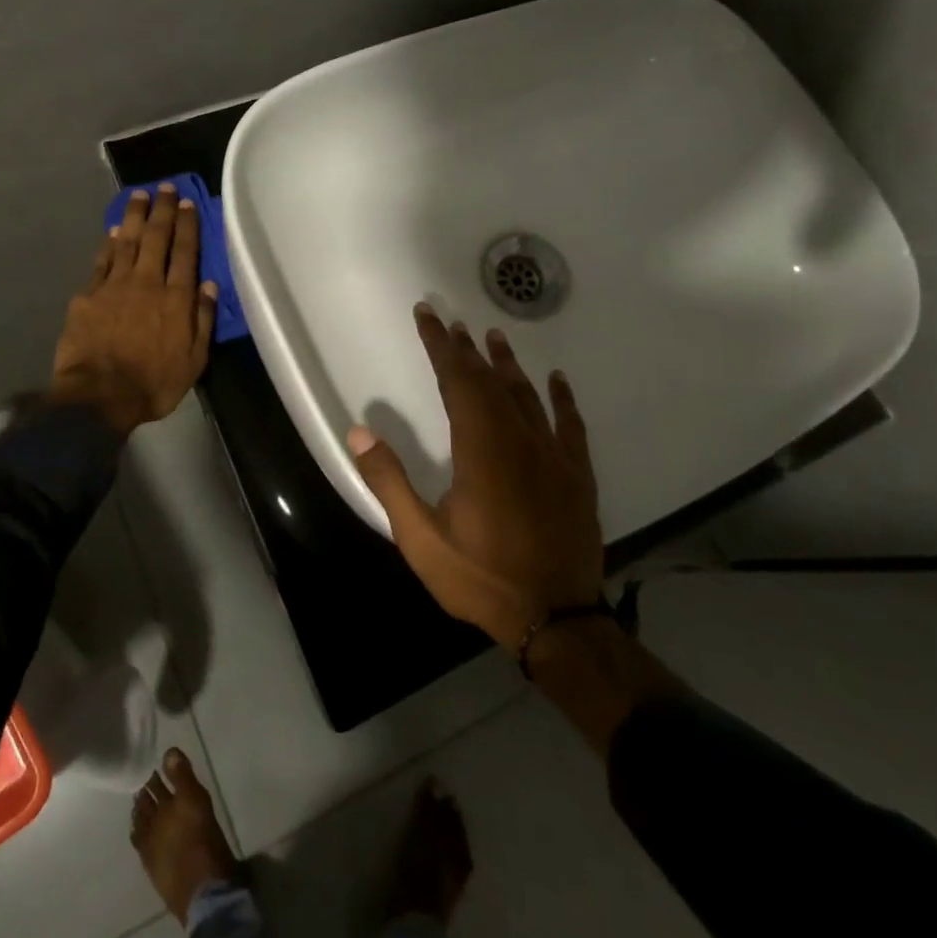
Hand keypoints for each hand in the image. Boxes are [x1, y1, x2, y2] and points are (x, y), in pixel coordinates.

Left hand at [50, 184, 217, 436]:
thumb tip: (209, 285)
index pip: (185, 252)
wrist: (98, 396)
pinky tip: (114, 230)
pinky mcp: (88, 296)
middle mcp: (147, 282)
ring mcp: (114, 286)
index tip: (188, 203)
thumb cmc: (153, 383)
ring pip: (127, 242)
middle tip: (165, 187)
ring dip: (135, 216)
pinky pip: (102, 261)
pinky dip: (109, 243)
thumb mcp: (193, 360)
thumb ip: (202, 319)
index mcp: (175, 298)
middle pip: (156, 238)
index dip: (187, 225)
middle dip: (162, 210)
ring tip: (139, 195)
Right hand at [347, 306, 603, 647]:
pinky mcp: (577, 475)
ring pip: (527, 396)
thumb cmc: (481, 578)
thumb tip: (359, 430)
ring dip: (507, 365)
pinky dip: (561, 398)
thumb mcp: (421, 539)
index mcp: (479, 450)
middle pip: (489, 382)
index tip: (426, 317)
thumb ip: (389, 482)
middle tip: (450, 322)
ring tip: (493, 336)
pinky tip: (555, 379)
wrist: (556, 620)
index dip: (440, 347)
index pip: (457, 382)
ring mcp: (553, 456)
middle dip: (466, 350)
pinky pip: (570, 424)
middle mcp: (518, 441)